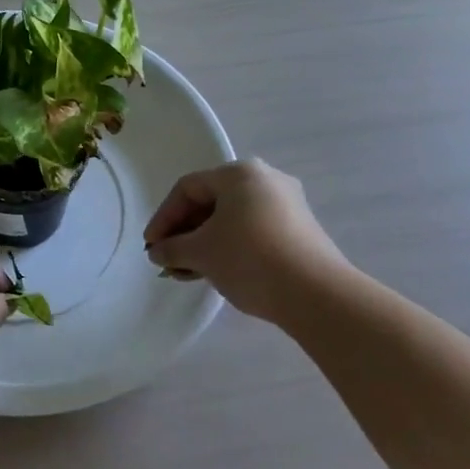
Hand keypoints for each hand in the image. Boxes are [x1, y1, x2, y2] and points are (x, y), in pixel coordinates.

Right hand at [143, 159, 352, 322]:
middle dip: (185, 233)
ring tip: (188, 272)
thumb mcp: (201, 253)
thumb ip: (172, 248)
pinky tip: (217, 273)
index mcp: (239, 172)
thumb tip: (157, 252)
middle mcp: (265, 179)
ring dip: (205, 244)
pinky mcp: (301, 231)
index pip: (187, 189)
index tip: (152, 246)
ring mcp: (287, 205)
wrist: (318, 296)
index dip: (163, 217)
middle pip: (211, 203)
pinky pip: (253, 232)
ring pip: (232, 220)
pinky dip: (230, 248)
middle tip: (168, 259)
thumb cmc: (250, 259)